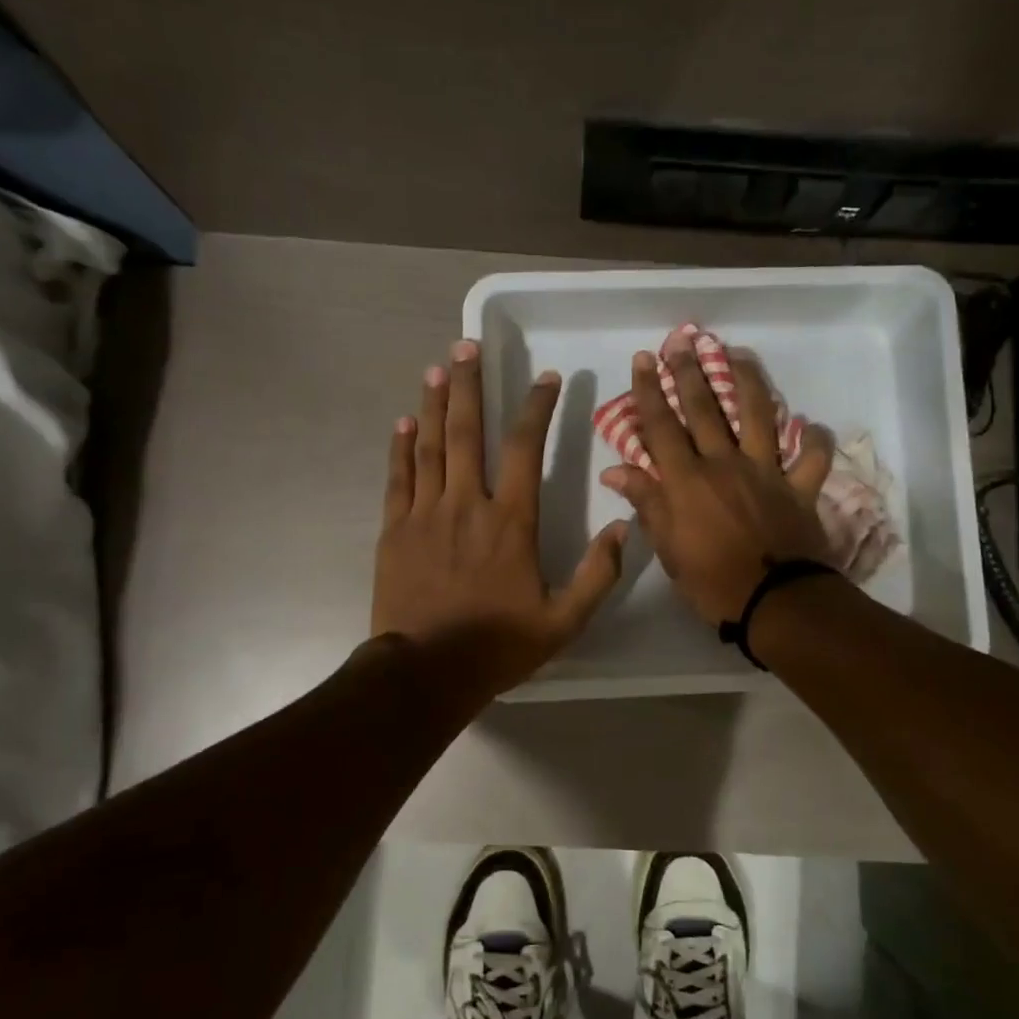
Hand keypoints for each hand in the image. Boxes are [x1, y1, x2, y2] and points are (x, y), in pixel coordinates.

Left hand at [372, 340, 627, 702]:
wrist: (426, 672)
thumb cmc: (498, 646)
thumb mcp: (564, 621)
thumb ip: (597, 574)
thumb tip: (624, 528)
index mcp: (511, 521)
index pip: (526, 448)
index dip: (537, 408)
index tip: (545, 379)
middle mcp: (467, 504)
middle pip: (468, 432)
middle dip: (469, 385)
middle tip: (466, 347)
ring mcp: (425, 514)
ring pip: (430, 446)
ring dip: (433, 404)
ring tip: (436, 369)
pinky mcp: (394, 530)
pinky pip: (398, 478)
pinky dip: (400, 447)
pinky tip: (403, 422)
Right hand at [599, 338, 833, 625]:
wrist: (775, 602)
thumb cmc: (711, 581)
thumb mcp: (667, 548)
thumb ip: (646, 503)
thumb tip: (615, 472)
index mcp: (687, 480)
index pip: (662, 426)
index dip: (650, 391)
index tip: (643, 359)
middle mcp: (724, 464)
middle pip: (705, 409)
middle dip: (690, 372)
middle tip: (682, 341)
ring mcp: (766, 471)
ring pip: (757, 416)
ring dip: (747, 382)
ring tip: (738, 355)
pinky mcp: (799, 487)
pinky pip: (811, 458)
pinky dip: (814, 441)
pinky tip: (811, 426)